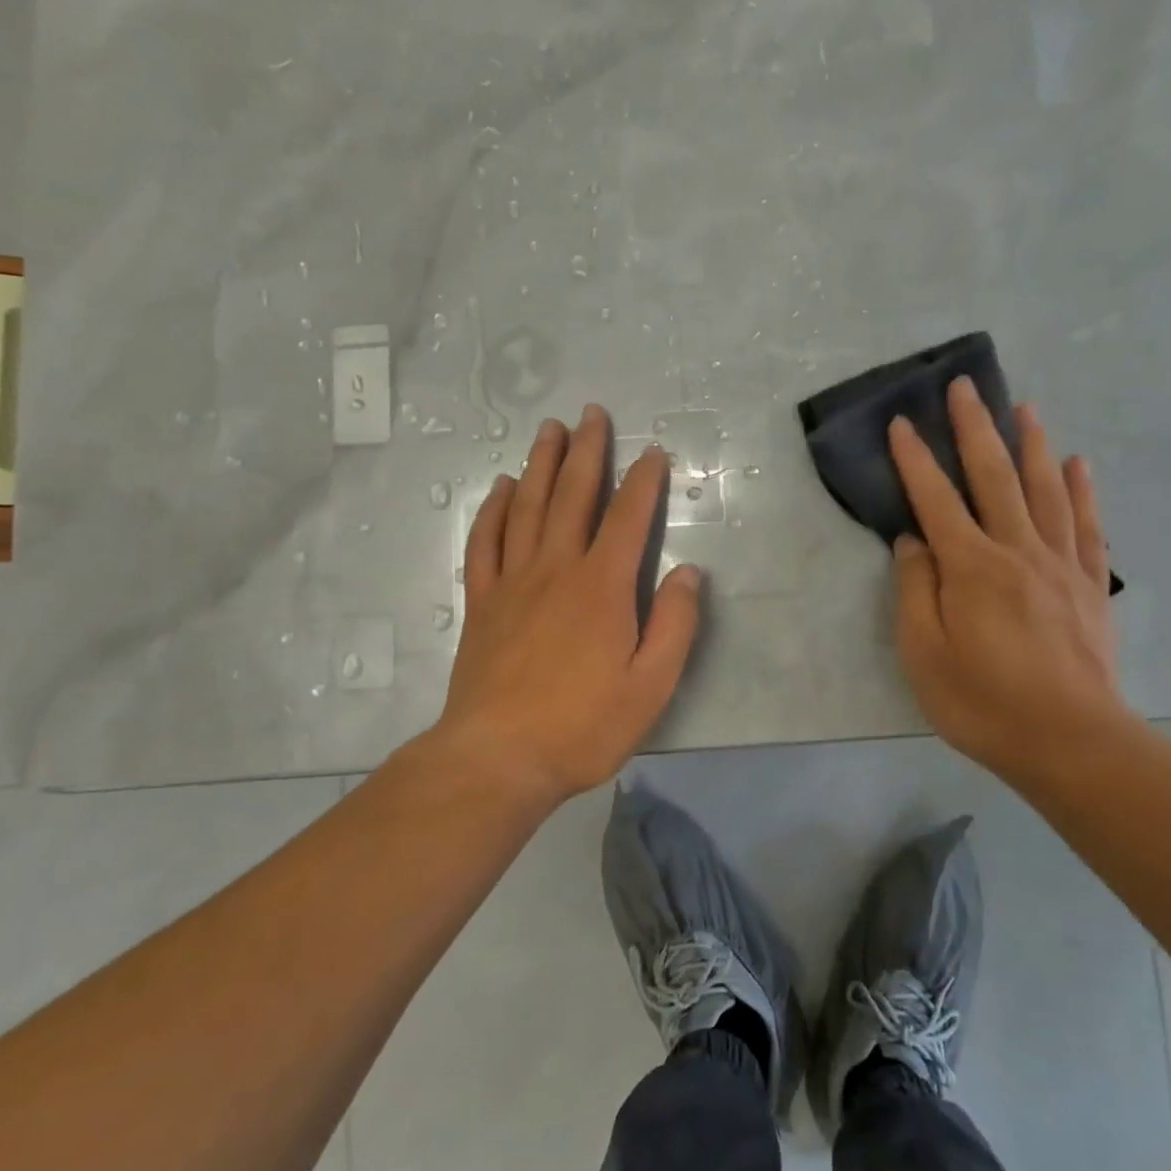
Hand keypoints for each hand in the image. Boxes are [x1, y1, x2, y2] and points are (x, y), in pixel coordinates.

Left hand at [434, 404, 701, 803]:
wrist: (497, 757)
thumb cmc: (582, 725)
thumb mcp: (651, 686)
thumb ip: (674, 625)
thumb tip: (689, 573)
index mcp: (602, 586)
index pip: (629, 517)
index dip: (643, 481)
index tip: (653, 452)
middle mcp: (556, 568)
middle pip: (573, 495)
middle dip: (587, 451)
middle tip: (592, 413)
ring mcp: (513, 581)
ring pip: (527, 506)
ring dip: (540, 464)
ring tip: (549, 430)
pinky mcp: (481, 601)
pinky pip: (485, 541)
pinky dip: (494, 509)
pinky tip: (502, 488)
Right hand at [887, 376, 1124, 772]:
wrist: (1072, 743)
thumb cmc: (984, 702)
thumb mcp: (924, 654)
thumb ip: (915, 590)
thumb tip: (913, 541)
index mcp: (971, 567)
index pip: (936, 499)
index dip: (916, 459)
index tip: (902, 422)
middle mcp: (1017, 550)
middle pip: (994, 477)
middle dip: (975, 428)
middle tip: (965, 386)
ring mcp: (1060, 564)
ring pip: (1045, 490)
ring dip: (1031, 444)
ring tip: (1023, 407)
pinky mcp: (1090, 585)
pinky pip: (1087, 526)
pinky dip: (1082, 491)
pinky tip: (1078, 464)